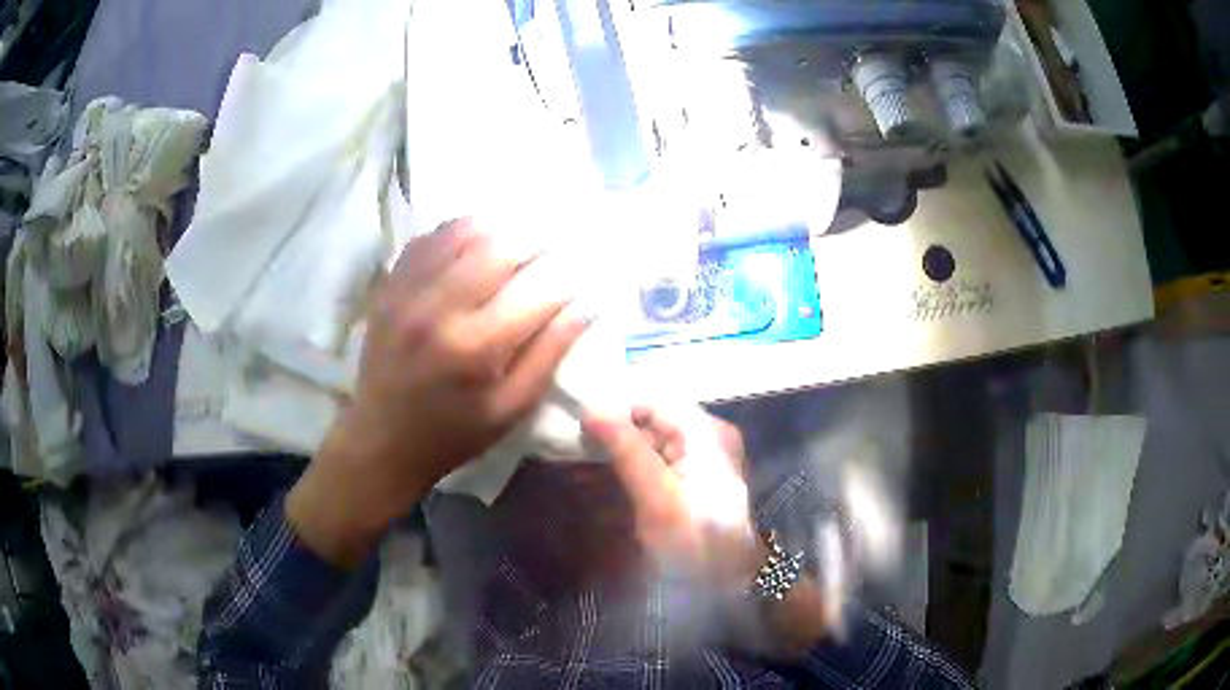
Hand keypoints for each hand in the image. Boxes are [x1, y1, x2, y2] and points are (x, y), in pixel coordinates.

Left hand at [289, 219, 588, 565]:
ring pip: (464, 231)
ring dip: (500, 229)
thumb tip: (587, 303)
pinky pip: (429, 238)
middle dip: (538, 242)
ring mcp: (409, 291)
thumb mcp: (512, 407)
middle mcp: (440, 308)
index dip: (569, 276)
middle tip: (552, 250)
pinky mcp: (390, 285)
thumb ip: (550, 353)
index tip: (583, 274)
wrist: (383, 437)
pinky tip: (475, 243)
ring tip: (517, 241)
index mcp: (476, 347)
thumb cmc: (455, 431)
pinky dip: (459, 231)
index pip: (539, 290)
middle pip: (501, 247)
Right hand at [586, 407, 830, 654]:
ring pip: (653, 442)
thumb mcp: (656, 495)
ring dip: (622, 453)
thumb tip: (591, 407)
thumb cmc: (695, 539)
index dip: (613, 413)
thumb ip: (625, 449)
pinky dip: (637, 469)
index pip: (649, 403)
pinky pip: (661, 461)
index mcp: (705, 431)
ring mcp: (706, 458)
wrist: (733, 581)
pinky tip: (614, 482)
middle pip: (652, 421)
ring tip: (587, 467)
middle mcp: (709, 435)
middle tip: (577, 451)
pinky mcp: (699, 479)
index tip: (578, 432)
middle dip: (615, 435)